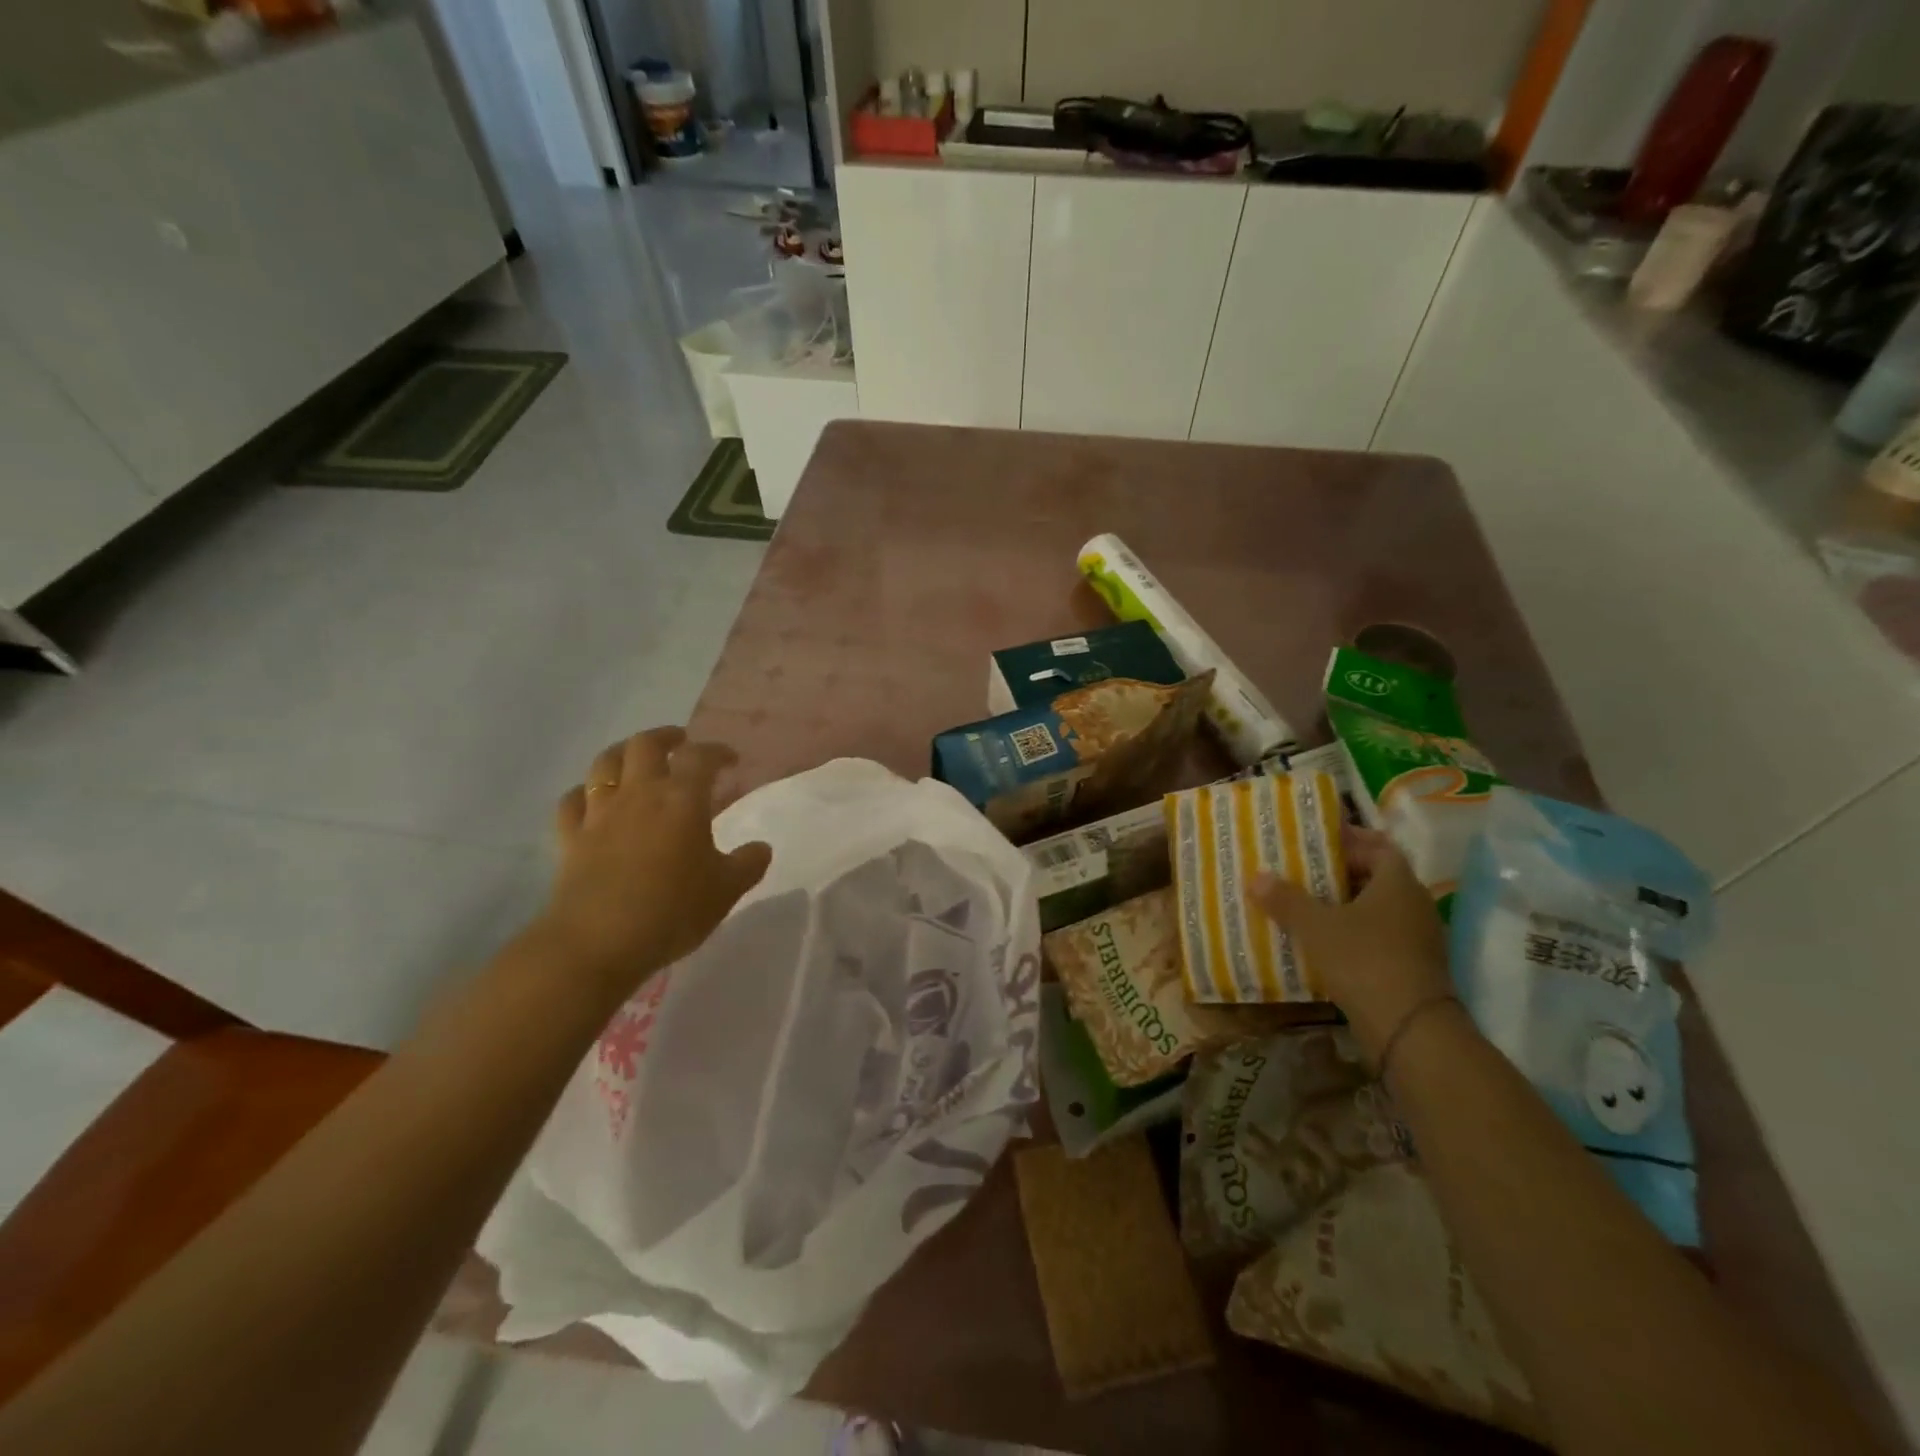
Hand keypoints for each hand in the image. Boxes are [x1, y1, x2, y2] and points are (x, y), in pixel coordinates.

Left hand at [539, 727, 770, 998]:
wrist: (597, 943)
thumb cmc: (671, 912)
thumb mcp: (726, 891)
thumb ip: (748, 864)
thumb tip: (761, 848)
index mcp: (682, 799)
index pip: (700, 756)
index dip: (717, 751)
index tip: (730, 760)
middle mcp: (639, 794)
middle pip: (646, 745)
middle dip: (666, 737)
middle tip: (681, 743)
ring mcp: (599, 813)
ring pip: (605, 763)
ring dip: (623, 753)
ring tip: (636, 759)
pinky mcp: (571, 837)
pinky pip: (572, 801)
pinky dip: (584, 793)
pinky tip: (592, 799)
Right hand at [1250, 826, 1450, 1063]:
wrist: (1410, 1030)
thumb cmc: (1364, 960)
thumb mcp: (1315, 926)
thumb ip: (1286, 899)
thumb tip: (1257, 876)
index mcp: (1398, 883)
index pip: (1379, 846)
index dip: (1350, 840)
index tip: (1318, 840)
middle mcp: (1414, 905)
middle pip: (1377, 877)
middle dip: (1341, 872)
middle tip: (1302, 870)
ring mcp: (1417, 938)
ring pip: (1377, 909)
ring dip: (1345, 905)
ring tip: (1306, 904)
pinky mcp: (1412, 967)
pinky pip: (1379, 937)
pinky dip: (1353, 933)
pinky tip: (1322, 942)